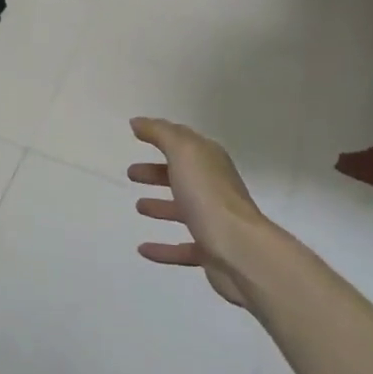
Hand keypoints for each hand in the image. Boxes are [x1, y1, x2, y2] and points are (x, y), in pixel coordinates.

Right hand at [128, 117, 296, 310]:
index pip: (184, 142)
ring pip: (183, 210)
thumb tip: (138, 122)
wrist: (240, 250)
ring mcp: (213, 221)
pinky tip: (143, 249)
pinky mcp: (210, 251)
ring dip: (161, 206)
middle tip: (132, 173)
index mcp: (210, 162)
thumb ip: (161, 134)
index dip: (162, 137)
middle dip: (157, 172)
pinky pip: (182, 248)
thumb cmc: (208, 196)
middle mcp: (214, 188)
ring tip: (138, 206)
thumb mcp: (184, 153)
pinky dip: (163, 248)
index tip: (137, 135)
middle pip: (183, 176)